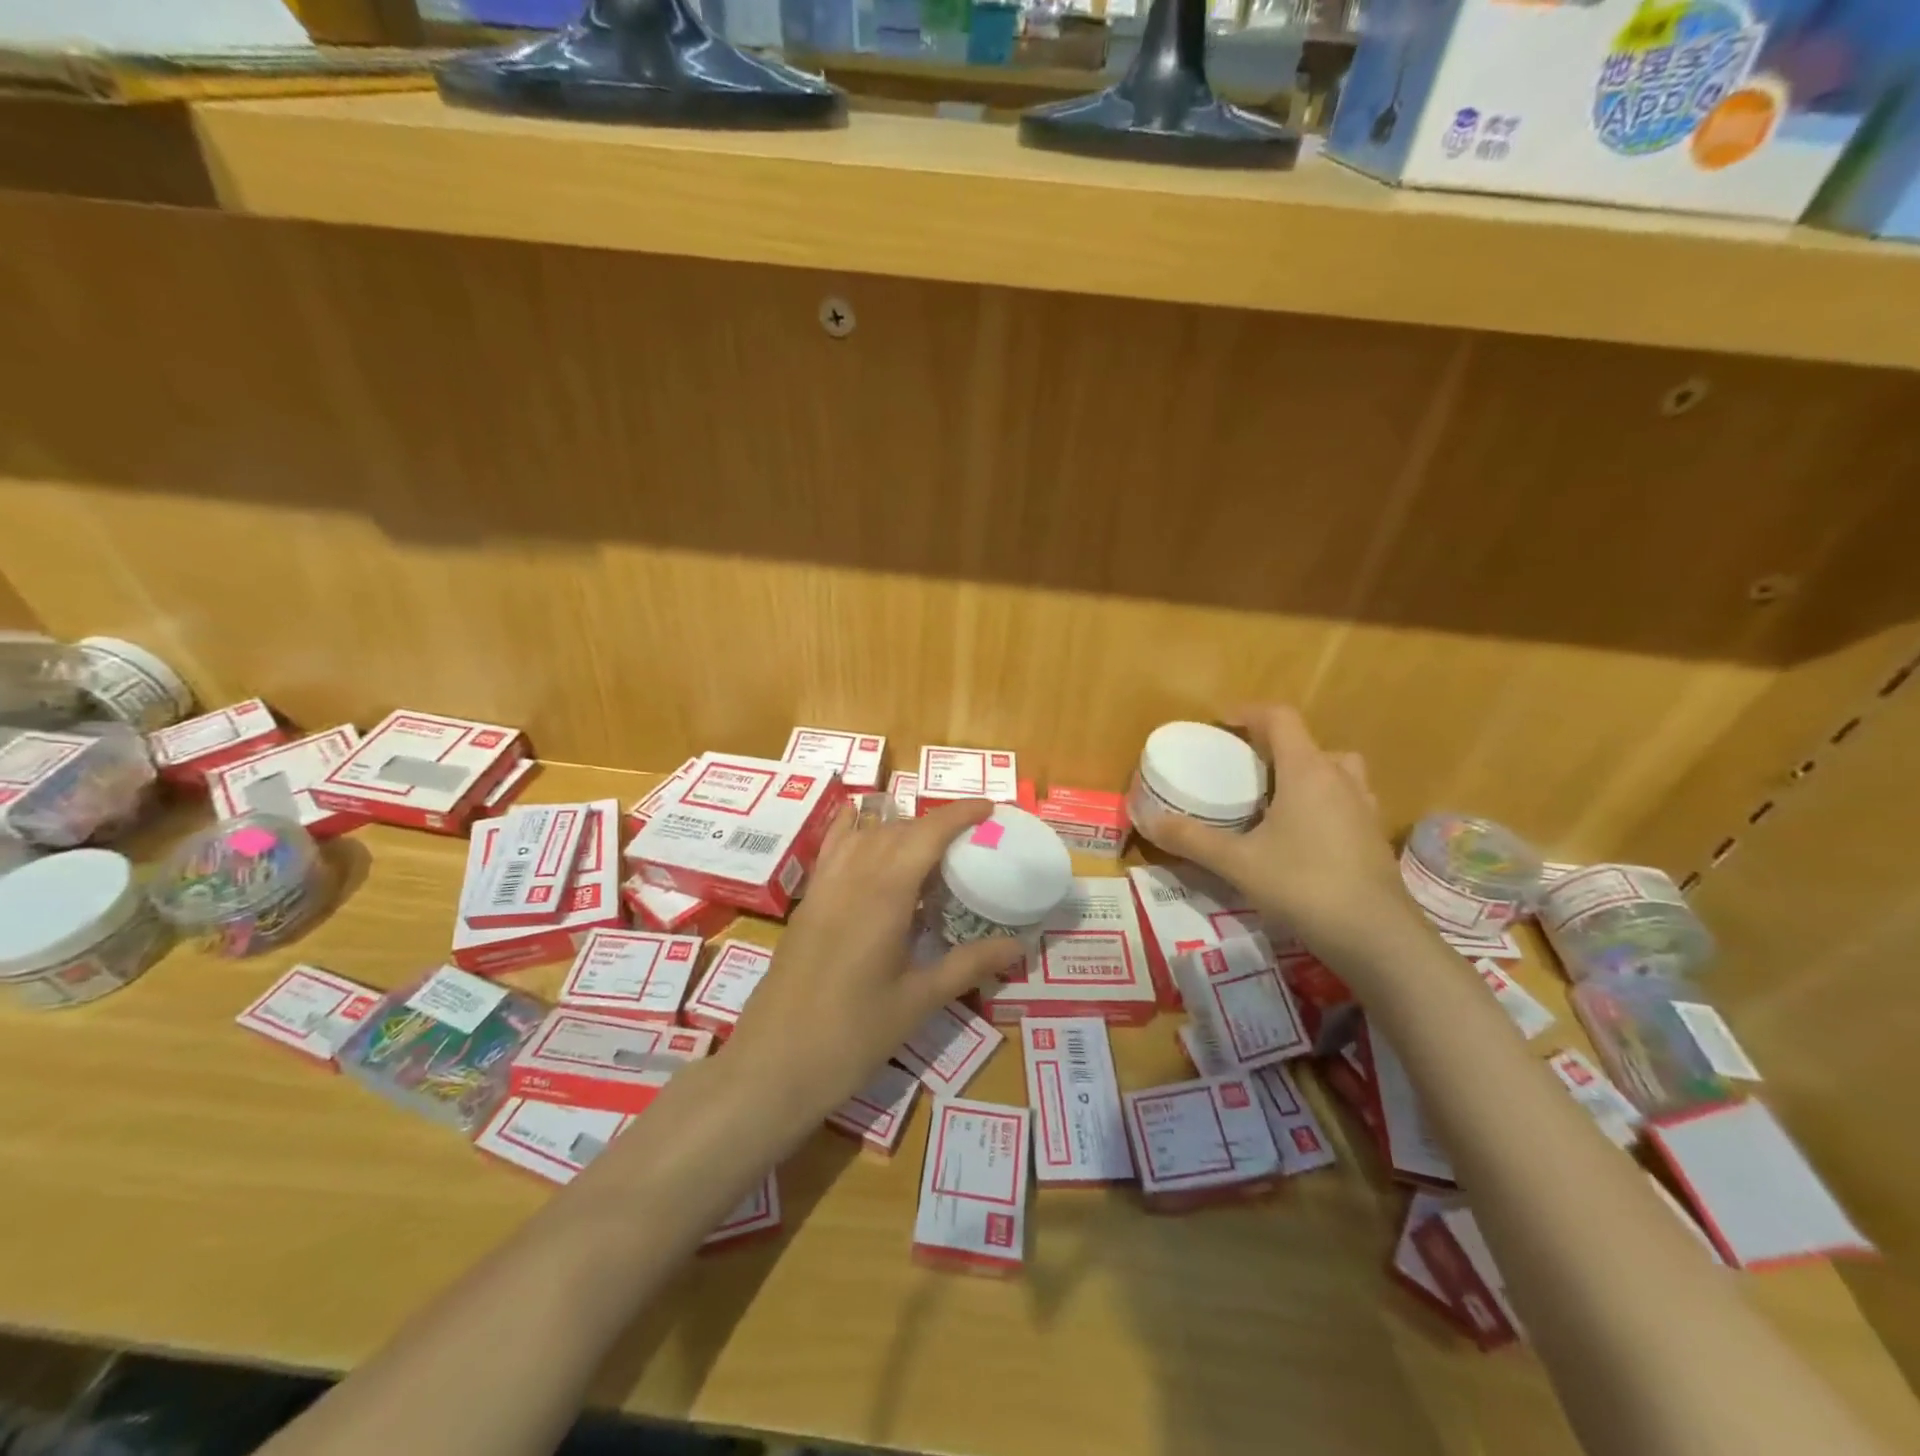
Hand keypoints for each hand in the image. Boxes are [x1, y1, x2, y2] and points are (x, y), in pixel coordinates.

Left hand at [720, 798, 1024, 1129]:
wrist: (773, 1065)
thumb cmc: (852, 1036)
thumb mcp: (917, 1001)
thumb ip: (968, 965)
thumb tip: (1018, 945)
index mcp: (884, 895)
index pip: (926, 835)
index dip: (958, 815)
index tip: (988, 808)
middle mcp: (852, 878)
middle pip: (897, 830)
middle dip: (936, 824)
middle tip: (971, 841)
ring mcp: (824, 888)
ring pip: (865, 835)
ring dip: (899, 828)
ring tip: (930, 846)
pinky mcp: (807, 904)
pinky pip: (832, 850)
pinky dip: (851, 829)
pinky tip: (858, 822)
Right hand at [1135, 705, 1420, 968]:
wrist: (1377, 938)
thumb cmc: (1304, 886)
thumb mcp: (1237, 862)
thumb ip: (1191, 839)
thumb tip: (1147, 820)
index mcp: (1307, 771)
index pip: (1280, 718)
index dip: (1248, 713)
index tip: (1220, 724)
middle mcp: (1340, 780)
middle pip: (1309, 744)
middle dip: (1276, 748)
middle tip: (1246, 771)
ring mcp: (1363, 809)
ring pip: (1335, 772)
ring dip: (1305, 775)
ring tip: (1275, 801)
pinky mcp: (1373, 838)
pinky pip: (1345, 803)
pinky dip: (1322, 805)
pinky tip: (1301, 837)